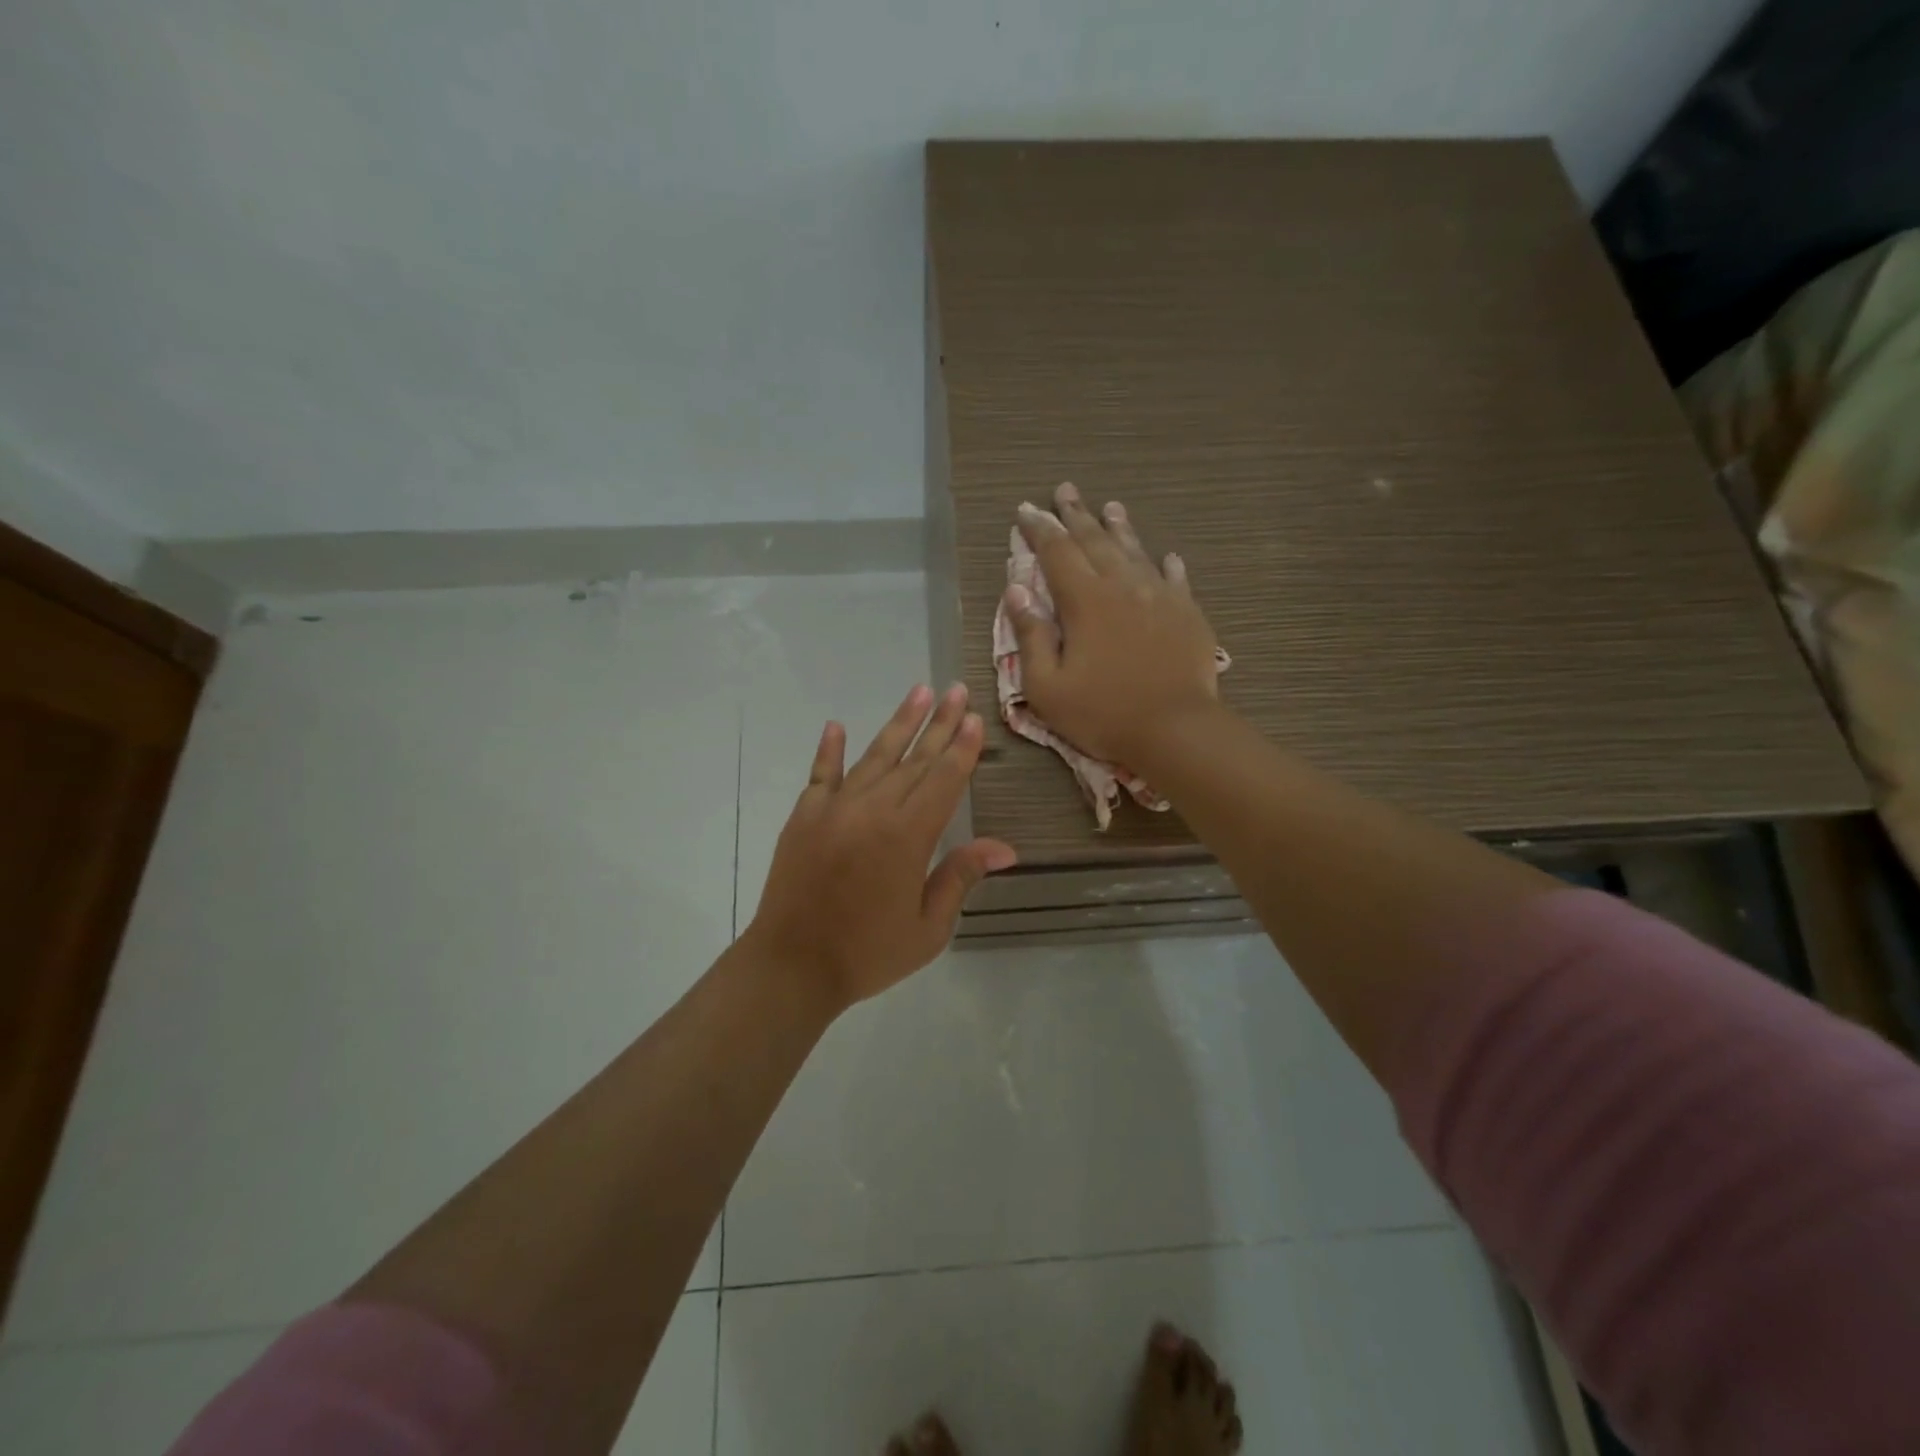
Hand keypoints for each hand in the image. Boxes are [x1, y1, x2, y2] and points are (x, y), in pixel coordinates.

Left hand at [745, 683, 1016, 1009]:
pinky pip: (820, 775)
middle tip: (956, 690)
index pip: (943, 780)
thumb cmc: (867, 953)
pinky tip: (836, 726)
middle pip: (914, 760)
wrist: (791, 966)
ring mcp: (834, 808)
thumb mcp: (928, 927)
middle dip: (939, 724)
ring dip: (898, 724)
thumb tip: (1003, 847)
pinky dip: (829, 750)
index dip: (961, 749)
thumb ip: (960, 877)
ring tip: (919, 692)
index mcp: (907, 836)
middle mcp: (873, 810)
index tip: (973, 718)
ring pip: (874, 757)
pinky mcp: (803, 816)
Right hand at [1004, 482, 1223, 766]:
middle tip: (1065, 491)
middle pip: (1096, 541)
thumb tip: (1017, 592)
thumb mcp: (1047, 686)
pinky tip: (1166, 557)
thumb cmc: (1102, 713)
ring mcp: (1160, 597)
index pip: (1057, 552)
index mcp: (1085, 601)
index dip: (1039, 529)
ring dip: (1119, 528)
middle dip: (1076, 515)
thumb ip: (1031, 636)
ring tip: (1111, 507)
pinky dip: (1166, 565)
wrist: (1176, 730)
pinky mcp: (1187, 614)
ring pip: (1136, 552)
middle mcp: (1122, 587)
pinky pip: (1176, 579)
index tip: (1026, 509)